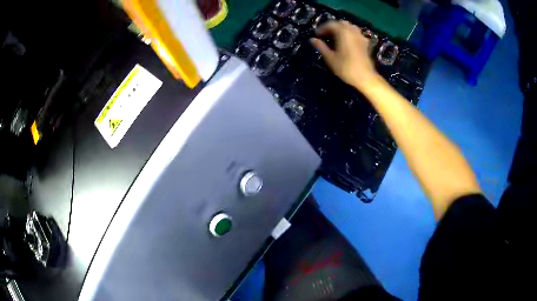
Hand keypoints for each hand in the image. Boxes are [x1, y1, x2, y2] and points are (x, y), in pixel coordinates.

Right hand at [310, 20, 378, 88]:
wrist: (365, 77)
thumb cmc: (346, 68)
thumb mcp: (330, 58)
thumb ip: (321, 47)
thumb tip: (312, 39)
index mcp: (343, 32)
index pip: (330, 24)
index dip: (322, 28)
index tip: (317, 35)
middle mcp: (352, 31)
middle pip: (340, 24)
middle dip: (332, 28)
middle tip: (325, 36)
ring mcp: (360, 36)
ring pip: (349, 27)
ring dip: (341, 30)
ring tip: (335, 38)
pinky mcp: (365, 43)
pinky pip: (356, 33)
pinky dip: (350, 34)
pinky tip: (347, 42)